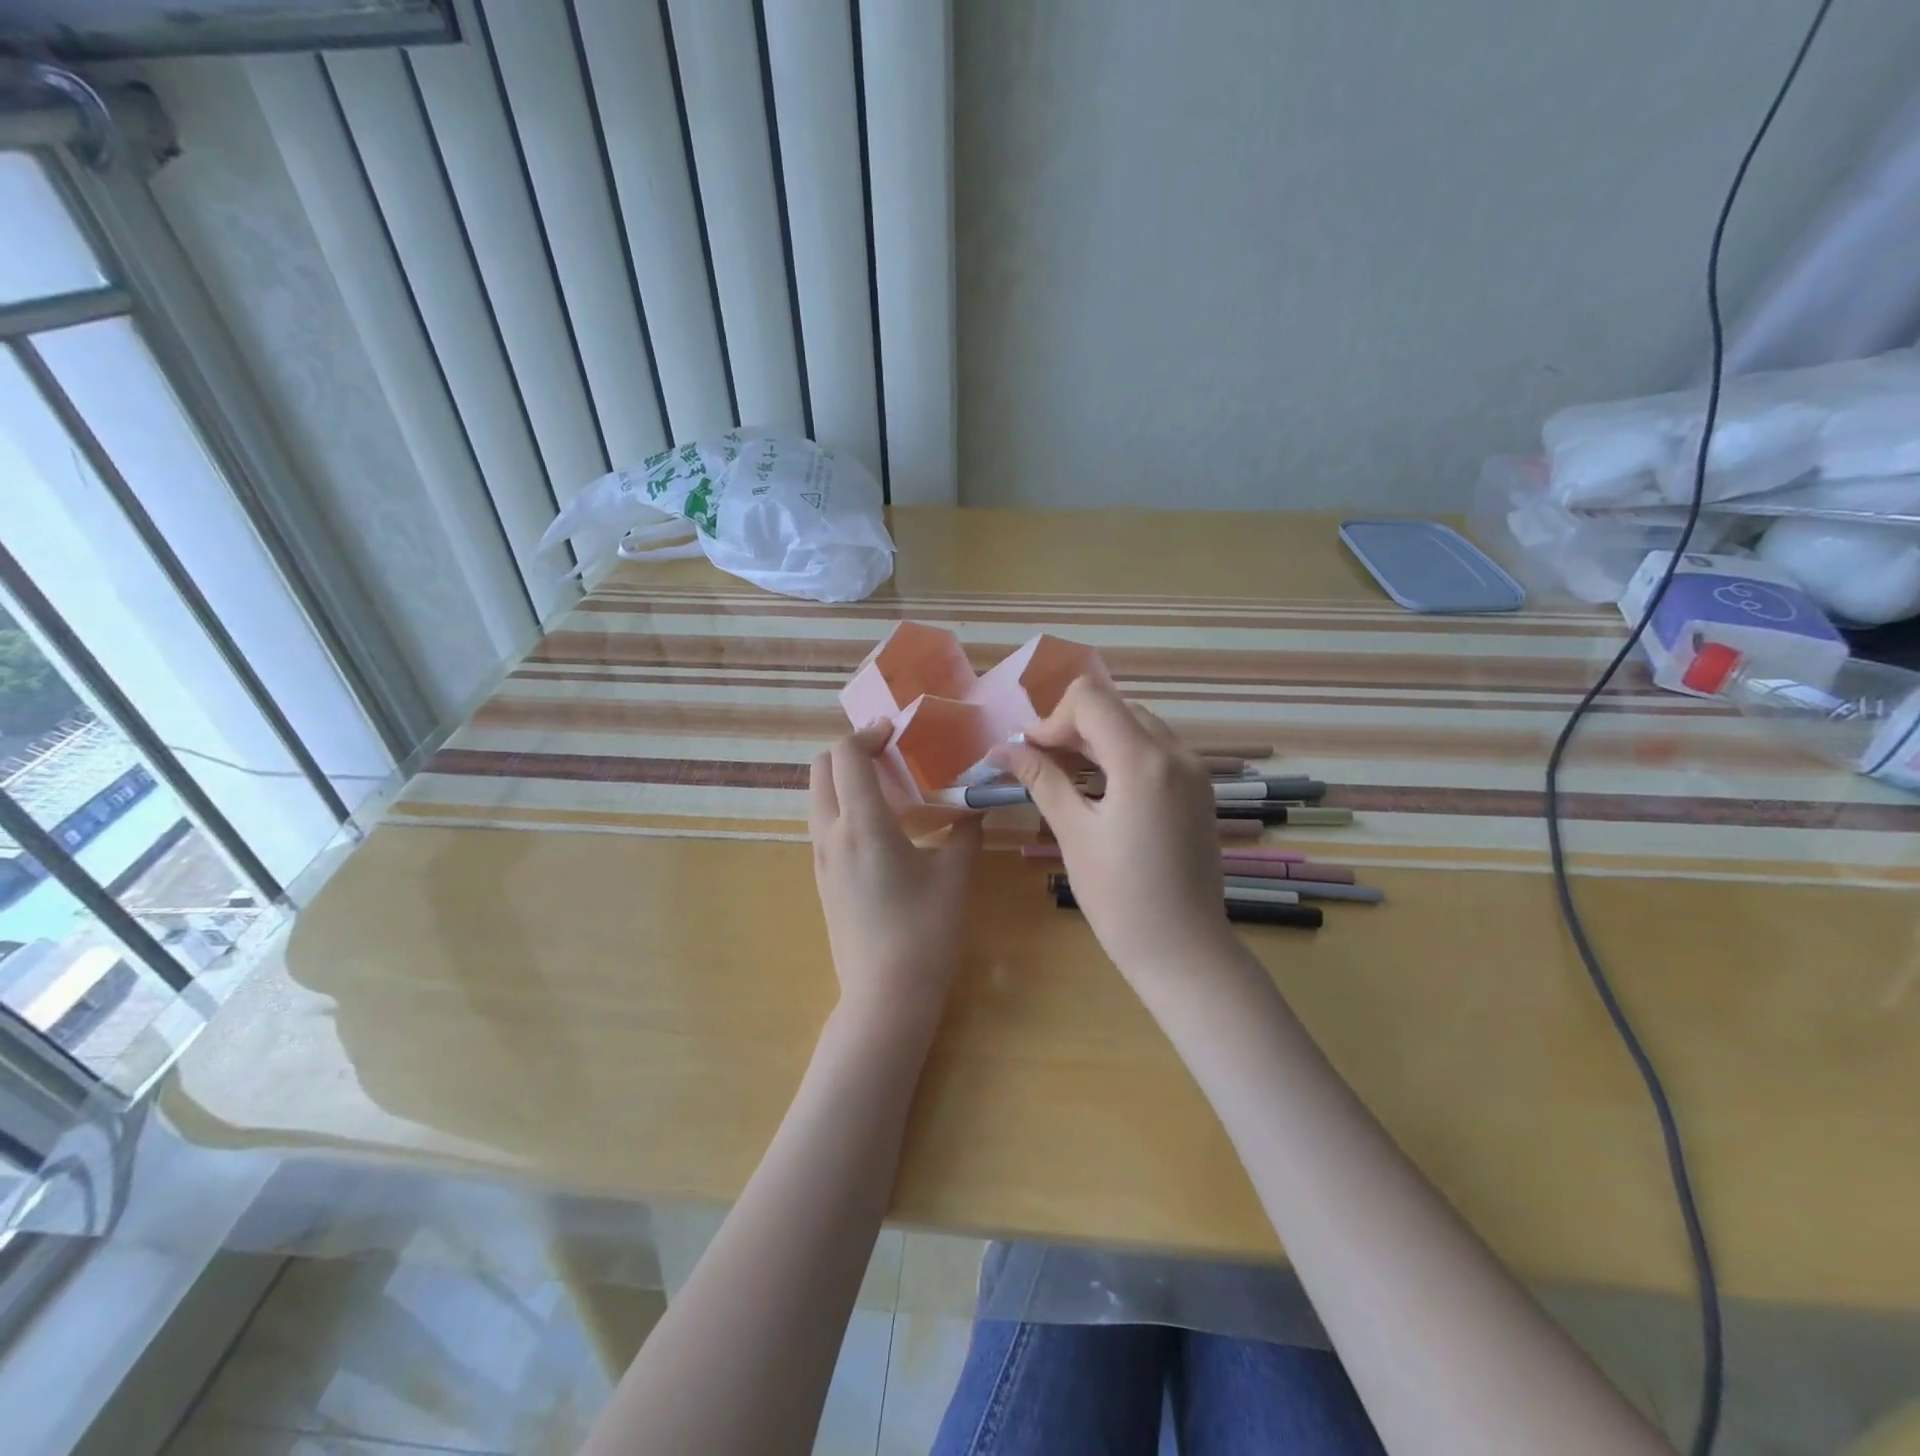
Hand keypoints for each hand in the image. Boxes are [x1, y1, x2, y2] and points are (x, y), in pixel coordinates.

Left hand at [809, 722, 982, 1027]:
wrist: (885, 997)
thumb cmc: (924, 933)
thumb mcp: (955, 877)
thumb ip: (966, 831)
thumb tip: (977, 804)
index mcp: (862, 825)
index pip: (846, 756)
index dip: (867, 734)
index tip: (896, 732)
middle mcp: (831, 835)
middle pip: (820, 769)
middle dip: (849, 751)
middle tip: (889, 754)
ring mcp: (821, 859)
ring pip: (818, 798)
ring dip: (845, 779)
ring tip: (889, 787)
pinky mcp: (822, 879)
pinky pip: (824, 825)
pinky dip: (844, 807)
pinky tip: (883, 828)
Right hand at [994, 677, 1231, 987]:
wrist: (1185, 950)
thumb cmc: (1121, 899)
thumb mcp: (1075, 834)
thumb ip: (1041, 780)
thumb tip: (1001, 749)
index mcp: (1144, 761)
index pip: (1091, 698)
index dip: (1052, 719)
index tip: (1031, 754)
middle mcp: (1177, 753)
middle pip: (1115, 707)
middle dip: (1072, 727)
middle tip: (1043, 765)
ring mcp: (1194, 770)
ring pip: (1136, 725)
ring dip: (1097, 739)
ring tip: (1067, 777)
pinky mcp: (1199, 789)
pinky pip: (1156, 750)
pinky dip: (1123, 754)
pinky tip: (1101, 789)